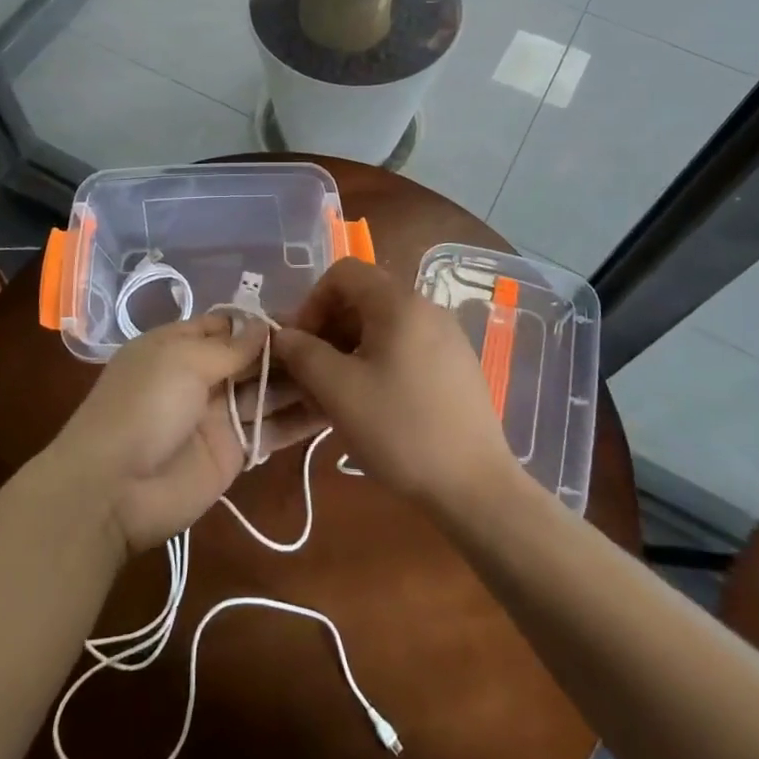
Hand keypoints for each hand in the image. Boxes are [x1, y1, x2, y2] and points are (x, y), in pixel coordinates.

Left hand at [47, 312, 327, 555]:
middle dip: (290, 349)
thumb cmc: (143, 407)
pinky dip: (300, 419)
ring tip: (347, 369)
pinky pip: (273, 428)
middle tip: (339, 341)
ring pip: (268, 390)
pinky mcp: (237, 450)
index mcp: (180, 346)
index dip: (262, 322)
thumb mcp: (181, 361)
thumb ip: (229, 346)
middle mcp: (203, 376)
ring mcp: (221, 414)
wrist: (114, 490)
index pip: (228, 325)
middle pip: (253, 357)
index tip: (307, 316)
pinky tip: (337, 407)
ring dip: (302, 381)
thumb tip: (263, 325)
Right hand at [272, 259, 518, 515]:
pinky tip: (371, 404)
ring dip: (350, 349)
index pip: (343, 272)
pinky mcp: (456, 364)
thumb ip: (303, 354)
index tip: (300, 344)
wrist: (475, 485)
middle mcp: (426, 307)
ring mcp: (446, 336)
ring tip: (336, 395)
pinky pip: (405, 346)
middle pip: (363, 297)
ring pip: (383, 325)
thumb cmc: (400, 430)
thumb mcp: (339, 391)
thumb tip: (283, 335)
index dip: (312, 301)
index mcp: (399, 303)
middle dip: (329, 329)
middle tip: (312, 374)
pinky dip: (378, 361)